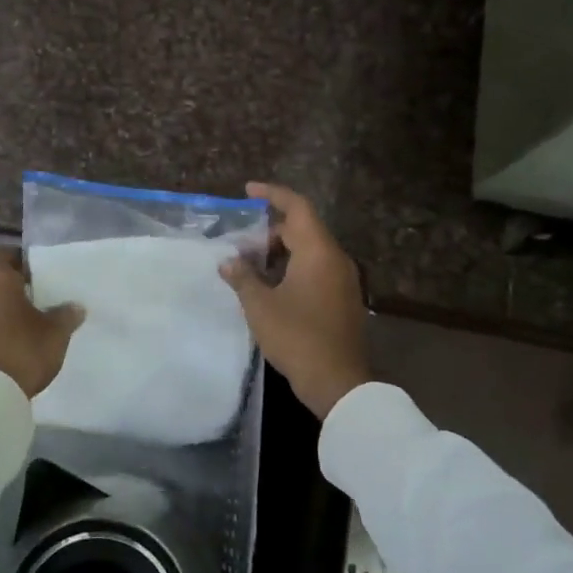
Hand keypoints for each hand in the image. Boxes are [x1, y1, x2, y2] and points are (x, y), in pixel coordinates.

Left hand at [0, 248, 83, 397]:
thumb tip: (75, 306)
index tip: (36, 269)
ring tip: (29, 322)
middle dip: (13, 285)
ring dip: (3, 308)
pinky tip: (12, 343)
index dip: (16, 257)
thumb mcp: (55, 334)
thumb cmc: (21, 351)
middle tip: (39, 296)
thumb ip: (65, 315)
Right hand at [218, 182, 368, 419]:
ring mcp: (343, 281)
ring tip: (250, 266)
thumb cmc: (297, 336)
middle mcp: (336, 259)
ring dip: (281, 253)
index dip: (273, 194)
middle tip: (241, 243)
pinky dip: (293, 269)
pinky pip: (316, 271)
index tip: (248, 191)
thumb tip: (228, 261)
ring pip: (310, 252)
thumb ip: (242, 277)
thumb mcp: (260, 306)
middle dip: (271, 231)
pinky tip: (271, 288)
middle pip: (303, 229)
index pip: (297, 207)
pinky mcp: (343, 300)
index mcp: (319, 251)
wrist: (337, 381)